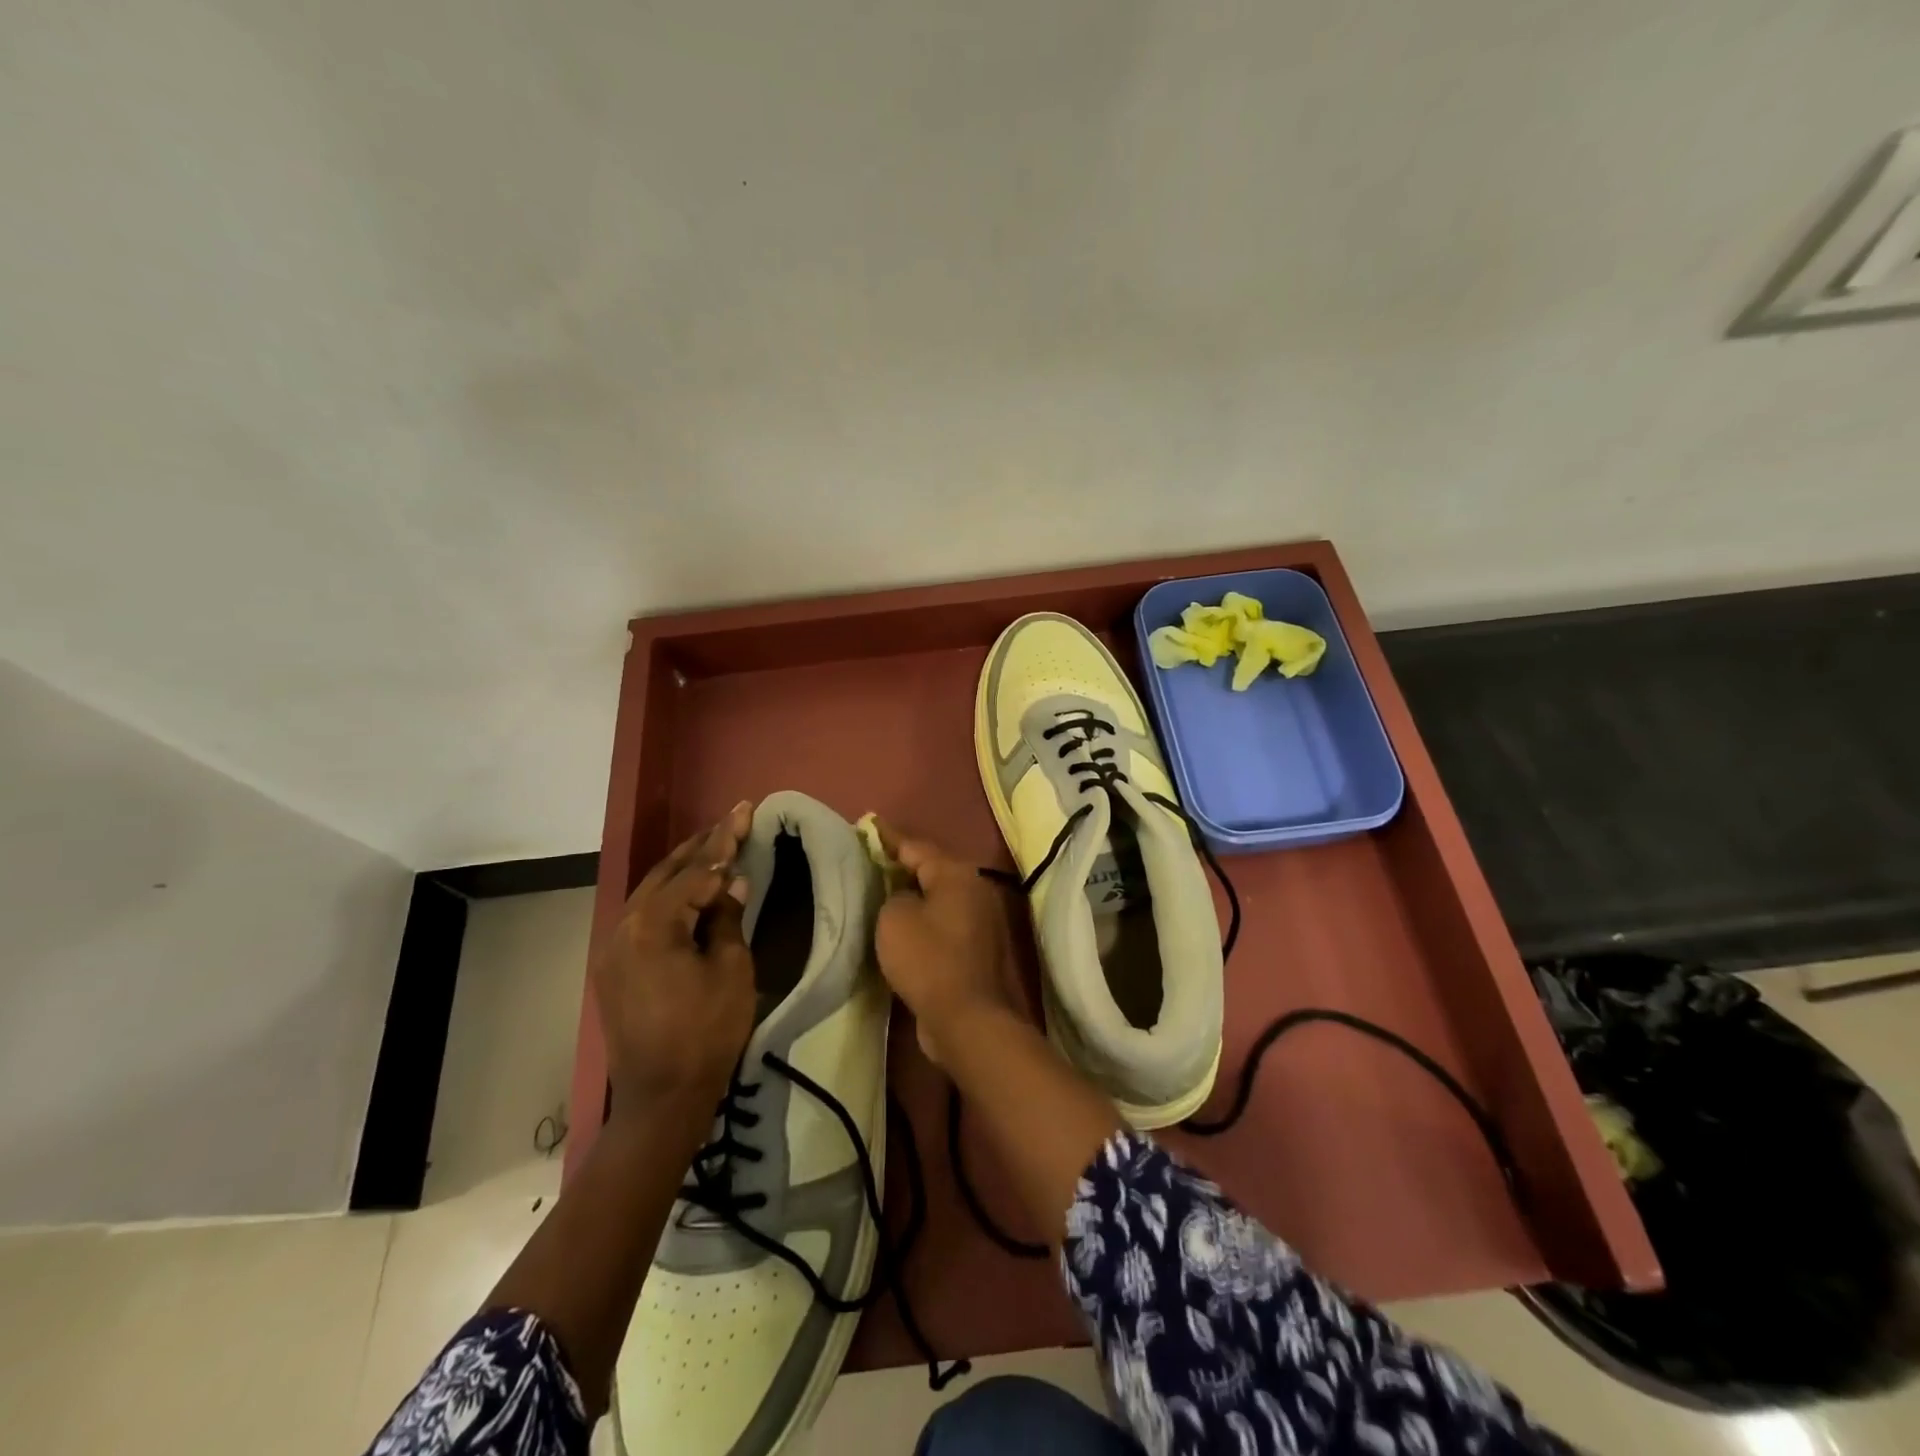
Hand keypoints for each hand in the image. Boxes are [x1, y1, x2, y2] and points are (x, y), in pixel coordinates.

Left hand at [592, 801, 755, 1119]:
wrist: (661, 1097)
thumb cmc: (706, 1032)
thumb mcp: (731, 970)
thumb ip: (727, 918)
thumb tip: (731, 883)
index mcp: (653, 925)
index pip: (696, 872)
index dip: (726, 842)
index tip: (746, 811)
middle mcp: (623, 926)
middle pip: (666, 873)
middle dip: (702, 845)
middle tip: (732, 820)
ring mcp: (613, 947)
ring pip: (651, 891)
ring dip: (683, 867)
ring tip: (713, 845)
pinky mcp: (614, 966)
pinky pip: (643, 915)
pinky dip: (669, 895)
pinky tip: (688, 888)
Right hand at [872, 822, 1026, 1067]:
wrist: (966, 1018)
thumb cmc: (928, 959)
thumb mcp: (895, 918)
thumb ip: (894, 895)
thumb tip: (906, 896)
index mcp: (956, 873)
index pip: (916, 846)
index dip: (889, 837)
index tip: (869, 824)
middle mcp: (975, 888)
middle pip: (932, 868)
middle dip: (903, 863)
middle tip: (873, 858)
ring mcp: (981, 919)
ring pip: (940, 896)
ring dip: (914, 892)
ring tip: (883, 888)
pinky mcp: (978, 947)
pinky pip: (944, 921)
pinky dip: (925, 917)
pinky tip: (904, 924)